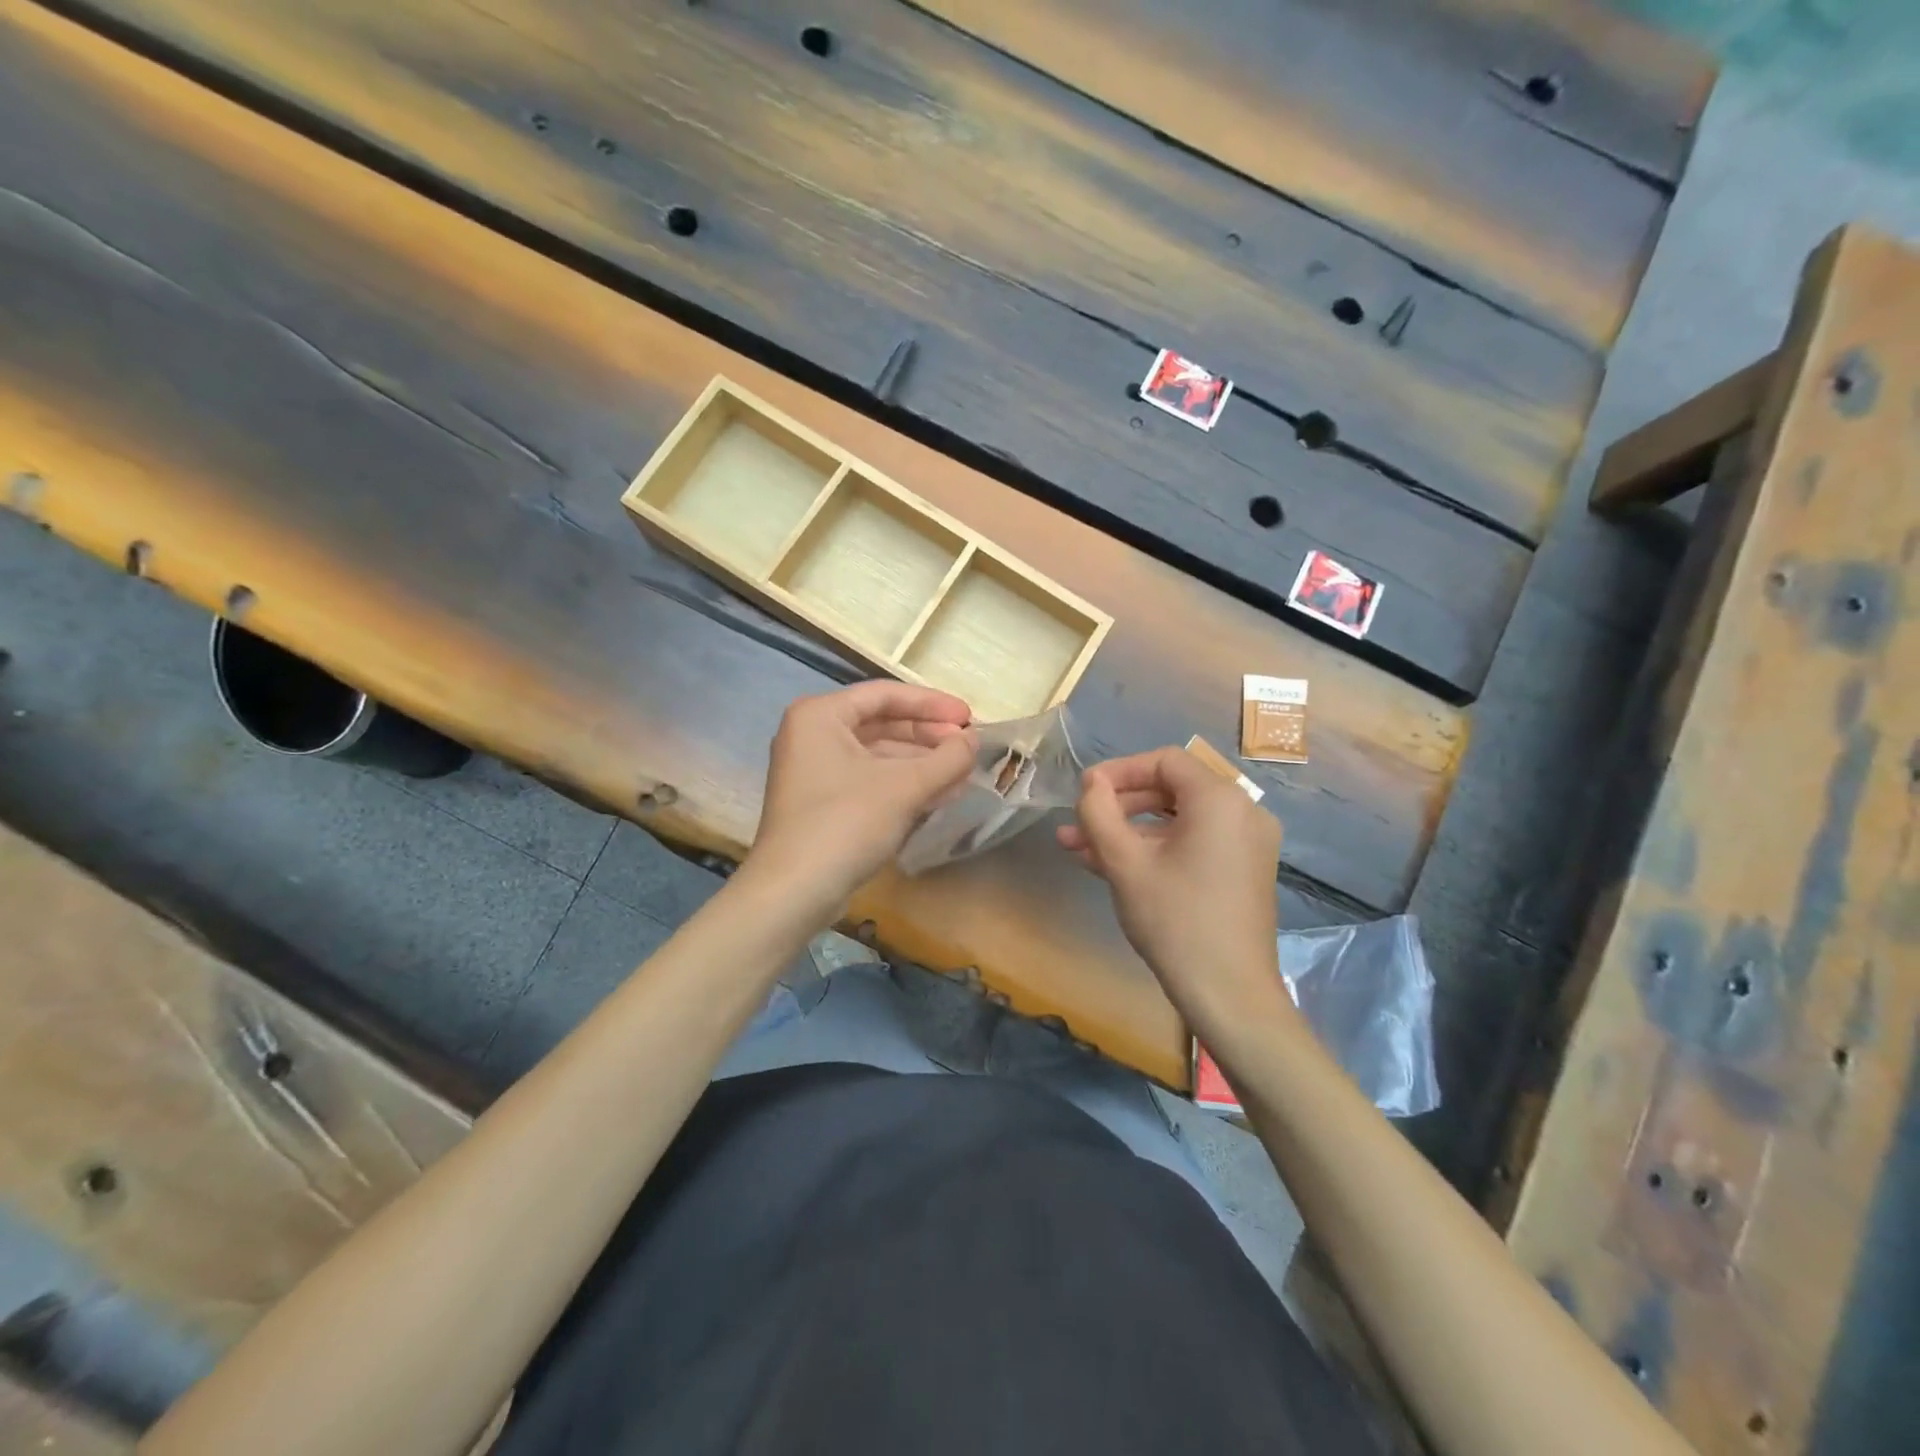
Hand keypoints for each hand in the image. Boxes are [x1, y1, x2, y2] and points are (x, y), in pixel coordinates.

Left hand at [747, 681, 975, 909]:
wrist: (794, 891)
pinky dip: (902, 785)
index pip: (885, 695)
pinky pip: (869, 781)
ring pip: (877, 756)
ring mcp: (814, 772)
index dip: (932, 704)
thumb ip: (946, 758)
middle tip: (967, 747)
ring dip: (920, 764)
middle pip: (881, 724)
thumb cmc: (846, 823)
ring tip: (961, 773)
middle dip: (928, 736)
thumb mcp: (905, 787)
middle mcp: (811, 735)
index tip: (968, 718)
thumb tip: (973, 741)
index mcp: (820, 715)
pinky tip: (938, 795)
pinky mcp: (821, 804)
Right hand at [1058, 746, 1289, 1043]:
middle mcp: (1242, 813)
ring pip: (1177, 821)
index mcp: (1220, 800)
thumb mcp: (1125, 863)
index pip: (1164, 761)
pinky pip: (1193, 844)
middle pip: (1171, 789)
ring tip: (1078, 848)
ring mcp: (1246, 844)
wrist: (1229, 995)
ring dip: (1128, 831)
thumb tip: (1090, 783)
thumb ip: (1100, 812)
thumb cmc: (1175, 920)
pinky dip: (1155, 850)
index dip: (1118, 770)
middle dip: (1118, 806)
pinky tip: (1109, 866)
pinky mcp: (1242, 872)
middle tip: (1077, 823)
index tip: (1083, 792)